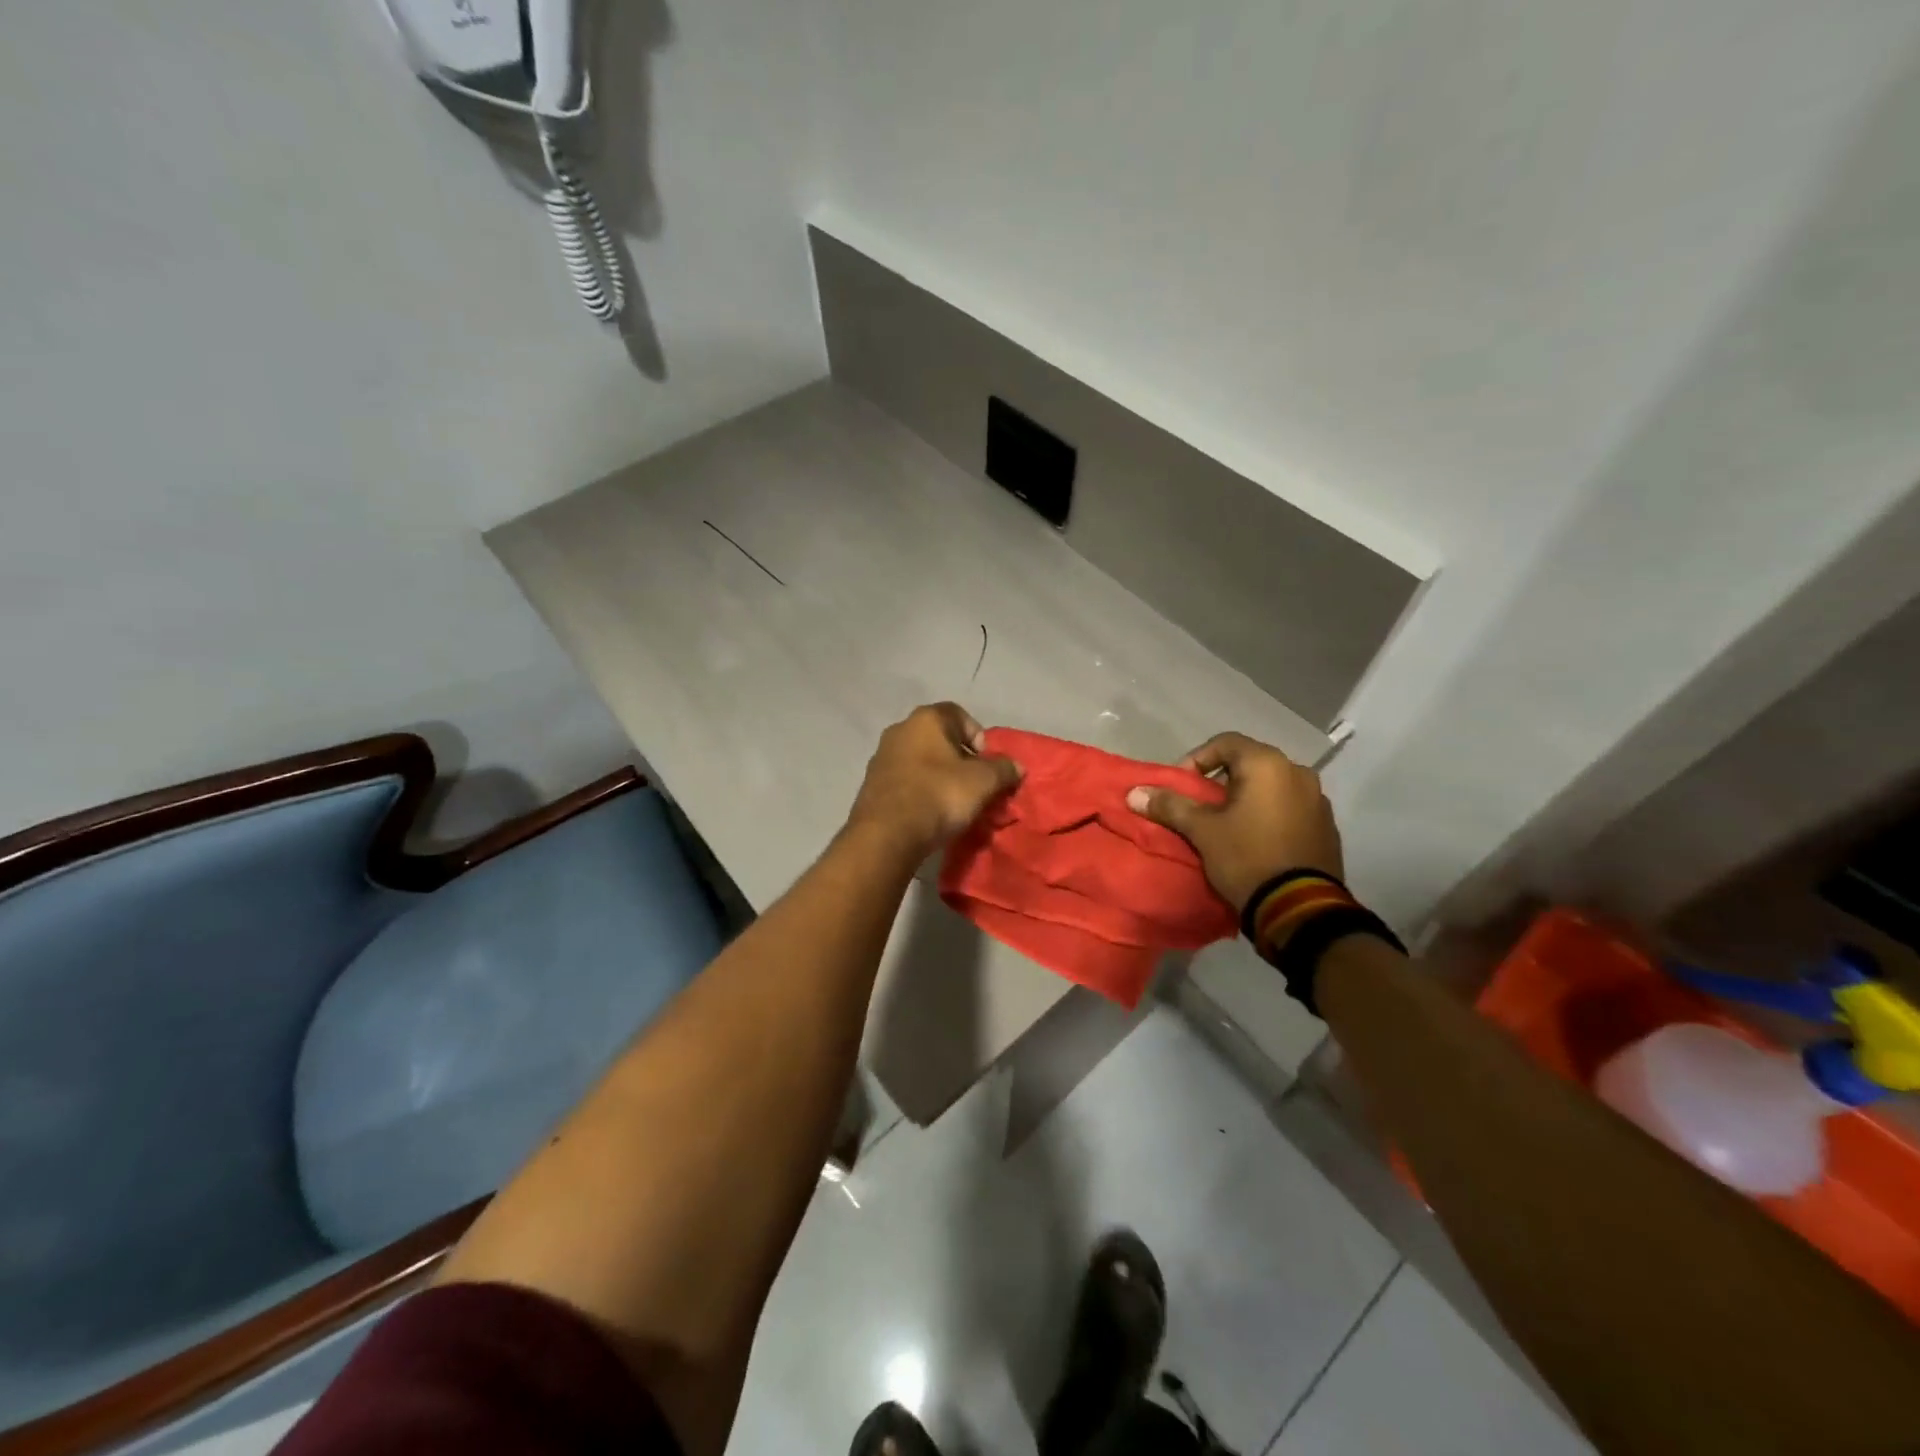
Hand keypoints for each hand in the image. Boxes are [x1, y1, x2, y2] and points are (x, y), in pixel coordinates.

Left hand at [846, 703, 1021, 857]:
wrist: (887, 835)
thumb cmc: (939, 795)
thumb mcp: (983, 782)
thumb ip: (1003, 769)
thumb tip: (1016, 766)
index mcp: (926, 719)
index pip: (959, 714)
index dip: (978, 736)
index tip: (987, 763)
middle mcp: (899, 730)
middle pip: (938, 738)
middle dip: (959, 759)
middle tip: (975, 784)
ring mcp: (881, 757)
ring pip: (920, 761)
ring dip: (938, 776)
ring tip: (953, 802)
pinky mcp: (871, 785)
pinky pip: (905, 781)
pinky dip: (920, 791)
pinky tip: (930, 813)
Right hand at [1126, 732, 1342, 911]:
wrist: (1299, 908)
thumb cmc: (1246, 857)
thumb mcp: (1201, 831)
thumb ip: (1169, 806)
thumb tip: (1134, 793)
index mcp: (1268, 764)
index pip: (1225, 742)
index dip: (1196, 758)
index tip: (1181, 785)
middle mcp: (1298, 772)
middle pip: (1250, 763)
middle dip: (1221, 781)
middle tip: (1200, 806)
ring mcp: (1318, 800)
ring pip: (1272, 786)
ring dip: (1247, 797)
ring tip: (1226, 824)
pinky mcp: (1327, 827)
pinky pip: (1290, 808)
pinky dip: (1269, 814)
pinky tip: (1255, 840)